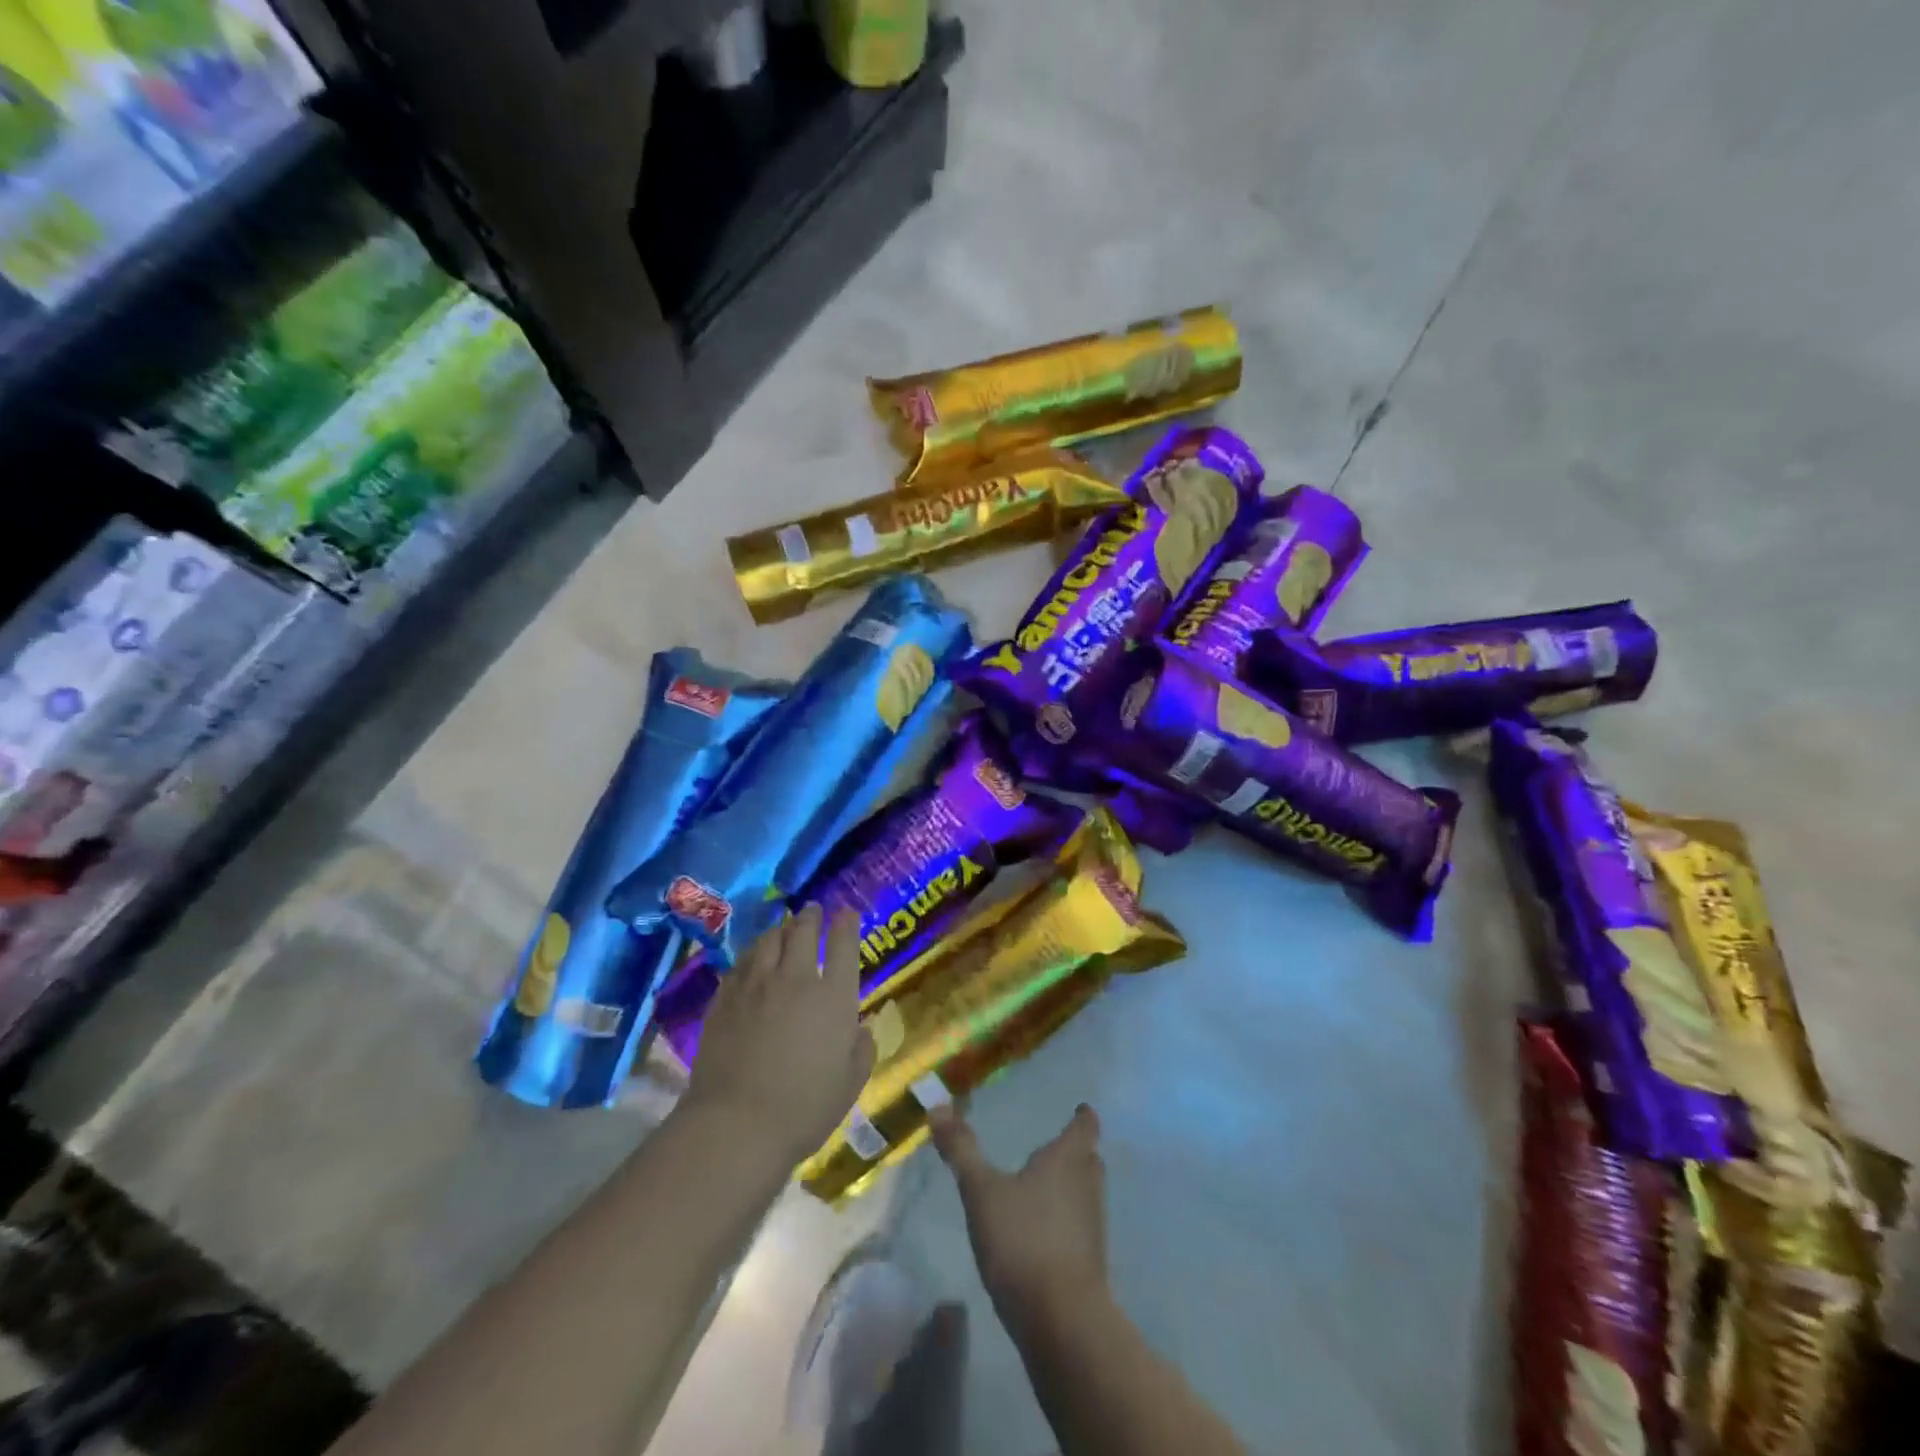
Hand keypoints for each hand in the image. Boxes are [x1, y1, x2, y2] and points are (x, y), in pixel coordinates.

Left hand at [682, 903, 874, 1168]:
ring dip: (780, 930)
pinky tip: (752, 959)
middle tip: (813, 910)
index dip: (847, 924)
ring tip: (783, 928)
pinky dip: (752, 954)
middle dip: (811, 916)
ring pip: (768, 940)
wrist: (737, 1125)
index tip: (848, 913)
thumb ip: (860, 1048)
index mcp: (833, 996)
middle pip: (803, 932)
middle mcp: (796, 979)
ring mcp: (756, 985)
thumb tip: (858, 1028)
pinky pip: (741, 963)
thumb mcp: (851, 1082)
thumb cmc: (805, 1108)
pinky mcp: (725, 999)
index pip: (844, 944)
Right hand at [929, 1103, 1109, 1331]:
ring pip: (1086, 1193)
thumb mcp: (982, 1191)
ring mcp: (1093, 1226)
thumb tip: (938, 1105)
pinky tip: (1043, 1231)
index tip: (1080, 1109)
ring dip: (1071, 1186)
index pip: (1085, 1126)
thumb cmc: (1023, 1239)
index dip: (1082, 1116)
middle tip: (1058, 1145)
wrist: (1061, 1320)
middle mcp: (1087, 1185)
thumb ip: (962, 1149)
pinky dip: (1066, 1220)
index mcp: (1068, 1159)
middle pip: (1089, 1159)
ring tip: (1046, 1184)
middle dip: (1076, 1150)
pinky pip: (1080, 1226)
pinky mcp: (1090, 1262)